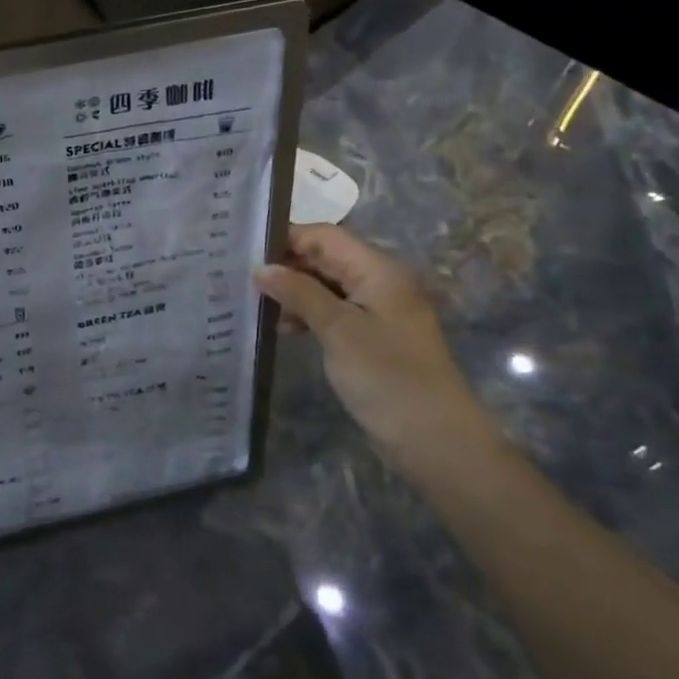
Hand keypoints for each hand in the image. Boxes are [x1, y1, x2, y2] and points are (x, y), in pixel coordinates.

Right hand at [255, 224, 490, 460]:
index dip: (287, 238)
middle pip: (327, 258)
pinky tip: (283, 327)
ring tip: (256, 302)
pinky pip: (334, 311)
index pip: (325, 236)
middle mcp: (380, 282)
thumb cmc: (387, 377)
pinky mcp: (372, 338)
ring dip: (295, 291)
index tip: (245, 249)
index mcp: (378, 270)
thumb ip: (299, 293)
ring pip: (327, 285)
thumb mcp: (338, 330)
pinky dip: (308, 314)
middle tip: (241, 275)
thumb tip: (261, 268)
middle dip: (287, 264)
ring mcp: (378, 311)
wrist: (436, 441)